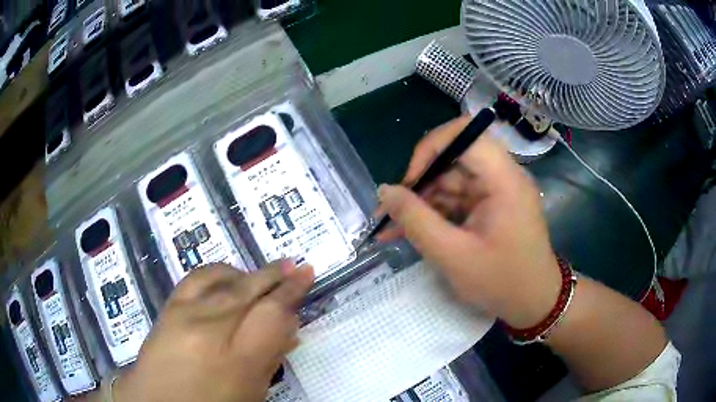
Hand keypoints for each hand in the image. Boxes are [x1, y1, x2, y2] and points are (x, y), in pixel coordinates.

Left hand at [112, 261, 314, 401]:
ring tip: (263, 275)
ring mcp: (183, 314)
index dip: (292, 292)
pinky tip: (228, 276)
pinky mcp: (167, 308)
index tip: (307, 274)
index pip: (272, 314)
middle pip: (248, 291)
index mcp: (236, 361)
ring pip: (221, 279)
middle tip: (294, 265)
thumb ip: (270, 360)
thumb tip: (289, 331)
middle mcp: (208, 329)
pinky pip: (196, 278)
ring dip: (247, 273)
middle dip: (275, 276)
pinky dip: (218, 273)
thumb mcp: (251, 394)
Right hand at [378, 115, 561, 328]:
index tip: (409, 181)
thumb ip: (416, 220)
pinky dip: (436, 213)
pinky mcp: (492, 206)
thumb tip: (385, 191)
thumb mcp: (453, 255)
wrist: (534, 304)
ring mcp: (498, 191)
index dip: (432, 147)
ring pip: (451, 181)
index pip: (466, 133)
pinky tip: (413, 232)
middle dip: (420, 184)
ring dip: (423, 202)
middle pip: (454, 159)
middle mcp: (503, 176)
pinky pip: (458, 199)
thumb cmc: (501, 282)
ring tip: (394, 229)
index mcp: (504, 179)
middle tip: (392, 213)